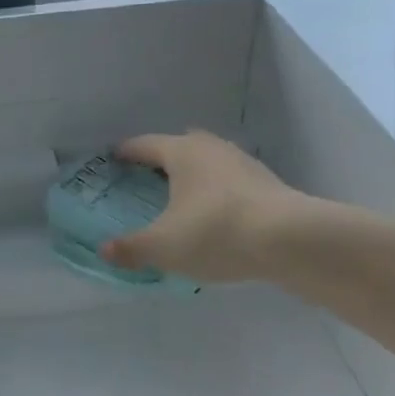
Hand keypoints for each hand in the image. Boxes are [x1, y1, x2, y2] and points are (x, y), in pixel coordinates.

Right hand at [100, 130, 341, 282]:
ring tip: (182, 197)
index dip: (126, 152)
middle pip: (178, 146)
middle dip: (162, 159)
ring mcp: (241, 162)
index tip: (113, 158)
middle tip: (146, 178)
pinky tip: (217, 215)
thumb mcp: (165, 247)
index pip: (144, 145)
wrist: (291, 239)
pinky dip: (217, 192)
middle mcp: (209, 147)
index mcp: (180, 151)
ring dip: (193, 175)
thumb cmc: (216, 231)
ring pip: (208, 161)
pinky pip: (230, 181)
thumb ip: (132, 248)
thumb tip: (103, 250)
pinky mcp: (266, 183)